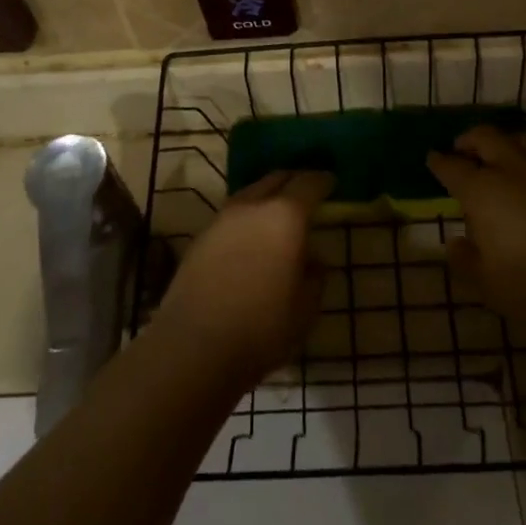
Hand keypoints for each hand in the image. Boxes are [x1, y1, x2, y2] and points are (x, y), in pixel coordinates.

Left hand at [152, 170, 332, 387]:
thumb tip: (312, 259)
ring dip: (267, 197)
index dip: (323, 180)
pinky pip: (232, 215)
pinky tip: (251, 238)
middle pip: (276, 179)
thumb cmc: (262, 327)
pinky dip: (247, 217)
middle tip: (307, 192)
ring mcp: (222, 218)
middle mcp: (252, 206)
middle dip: (294, 181)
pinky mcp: (201, 237)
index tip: (331, 182)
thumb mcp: (306, 309)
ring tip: (278, 214)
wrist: (194, 346)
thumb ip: (315, 276)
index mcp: (286, 216)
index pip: (309, 183)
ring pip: (251, 193)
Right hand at [427, 127, 525, 336]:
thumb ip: (465, 259)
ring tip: (499, 159)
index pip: (452, 167)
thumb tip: (456, 242)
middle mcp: (512, 171)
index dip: (439, 162)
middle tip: (462, 149)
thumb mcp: (485, 283)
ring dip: (504, 145)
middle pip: (486, 138)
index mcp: (482, 191)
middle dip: (470, 140)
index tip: (432, 158)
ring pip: (520, 142)